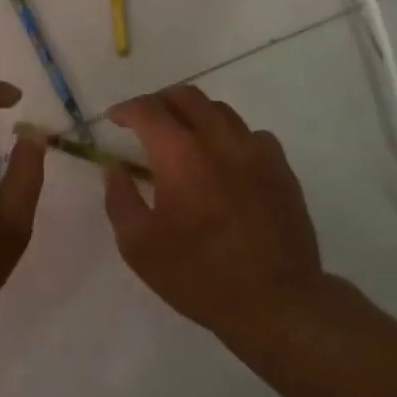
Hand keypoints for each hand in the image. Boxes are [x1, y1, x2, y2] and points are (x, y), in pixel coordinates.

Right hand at [102, 85, 323, 345]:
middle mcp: (221, 140)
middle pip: (188, 97)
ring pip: (221, 111)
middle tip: (145, 121)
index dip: (127, 109)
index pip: (149, 110)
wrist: (274, 300)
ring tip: (183, 138)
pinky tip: (224, 161)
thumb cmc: (198, 276)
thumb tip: (115, 169)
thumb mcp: (139, 247)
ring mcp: (257, 151)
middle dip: (160, 102)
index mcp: (181, 155)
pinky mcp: (281, 168)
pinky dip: (228, 137)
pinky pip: (251, 135)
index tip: (115, 119)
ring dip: (195, 115)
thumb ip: (120, 199)